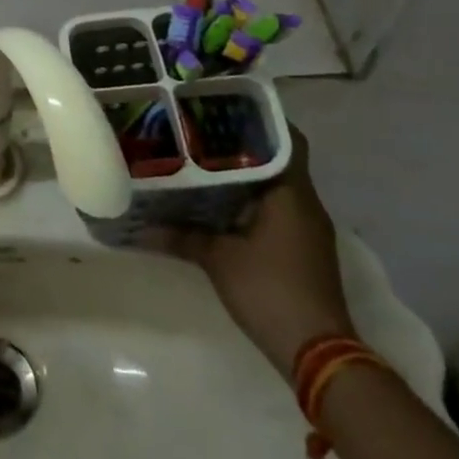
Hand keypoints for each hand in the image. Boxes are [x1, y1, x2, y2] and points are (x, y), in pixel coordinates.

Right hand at [145, 124, 355, 379]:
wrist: (318, 353)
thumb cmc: (270, 291)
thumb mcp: (217, 259)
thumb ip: (180, 236)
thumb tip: (140, 226)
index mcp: (291, 192)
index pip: (285, 138)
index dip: (259, 117)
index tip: (223, 105)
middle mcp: (305, 202)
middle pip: (276, 158)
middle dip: (241, 143)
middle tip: (199, 129)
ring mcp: (307, 227)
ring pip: (275, 184)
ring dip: (244, 173)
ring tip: (200, 159)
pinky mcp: (301, 248)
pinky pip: (274, 207)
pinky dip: (249, 198)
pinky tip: (216, 201)